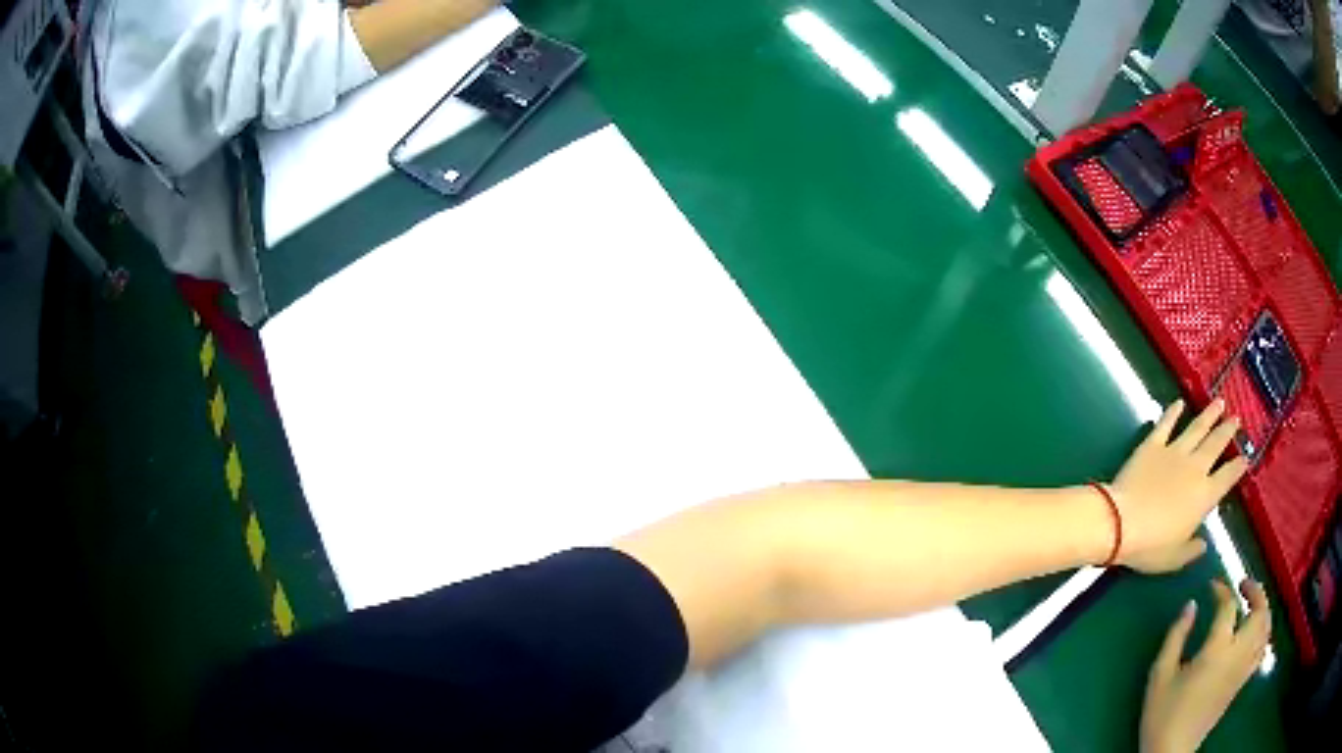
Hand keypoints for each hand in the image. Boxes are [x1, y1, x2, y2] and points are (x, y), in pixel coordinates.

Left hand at [1110, 400, 1247, 572]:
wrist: (1121, 522)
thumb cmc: (1151, 547)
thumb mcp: (1174, 558)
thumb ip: (1191, 550)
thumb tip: (1203, 545)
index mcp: (1204, 496)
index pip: (1227, 478)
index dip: (1238, 467)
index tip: (1246, 457)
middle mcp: (1195, 468)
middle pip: (1216, 444)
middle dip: (1227, 430)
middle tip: (1236, 418)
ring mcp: (1174, 452)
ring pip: (1197, 428)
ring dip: (1209, 415)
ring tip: (1219, 402)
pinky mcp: (1153, 445)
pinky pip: (1166, 424)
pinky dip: (1173, 412)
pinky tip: (1179, 402)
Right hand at [1140, 579, 1271, 752]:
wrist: (1171, 752)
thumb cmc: (1162, 715)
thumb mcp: (1160, 676)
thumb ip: (1176, 637)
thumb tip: (1191, 605)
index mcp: (1216, 650)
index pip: (1229, 606)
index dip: (1222, 590)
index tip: (1212, 586)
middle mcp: (1237, 654)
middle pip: (1260, 611)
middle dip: (1255, 591)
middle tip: (1242, 585)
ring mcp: (1243, 669)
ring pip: (1266, 628)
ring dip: (1263, 609)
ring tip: (1251, 604)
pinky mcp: (1242, 681)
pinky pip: (1262, 648)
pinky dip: (1263, 631)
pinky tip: (1254, 632)